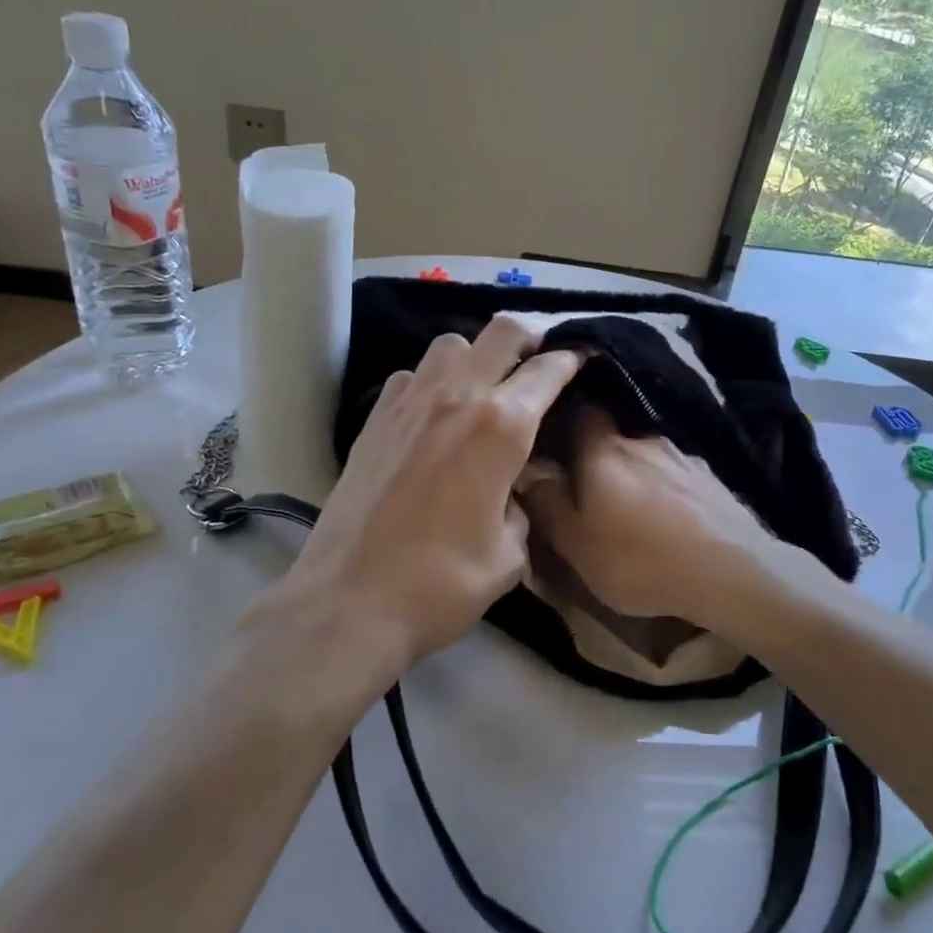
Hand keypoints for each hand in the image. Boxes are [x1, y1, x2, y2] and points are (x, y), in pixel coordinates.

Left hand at [253, 314, 582, 677]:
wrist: (349, 601)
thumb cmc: (441, 584)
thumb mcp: (508, 555)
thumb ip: (519, 509)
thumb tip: (510, 492)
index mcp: (501, 427)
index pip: (547, 370)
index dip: (572, 359)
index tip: (583, 358)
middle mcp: (457, 397)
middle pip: (501, 331)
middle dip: (530, 336)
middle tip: (540, 359)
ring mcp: (409, 403)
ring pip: (451, 344)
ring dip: (477, 355)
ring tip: (485, 386)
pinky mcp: (374, 419)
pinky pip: (411, 376)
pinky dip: (431, 381)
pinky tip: (434, 414)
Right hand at [519, 408, 786, 629]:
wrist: (731, 571)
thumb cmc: (641, 559)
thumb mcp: (578, 545)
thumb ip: (548, 505)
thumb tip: (527, 470)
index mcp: (604, 450)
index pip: (581, 409)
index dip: (566, 416)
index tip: (553, 433)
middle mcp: (643, 439)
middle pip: (613, 433)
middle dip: (598, 452)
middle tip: (589, 481)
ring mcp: (682, 455)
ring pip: (646, 453)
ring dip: (636, 471)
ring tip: (631, 503)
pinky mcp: (711, 477)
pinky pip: (676, 472)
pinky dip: (666, 486)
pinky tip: (669, 513)